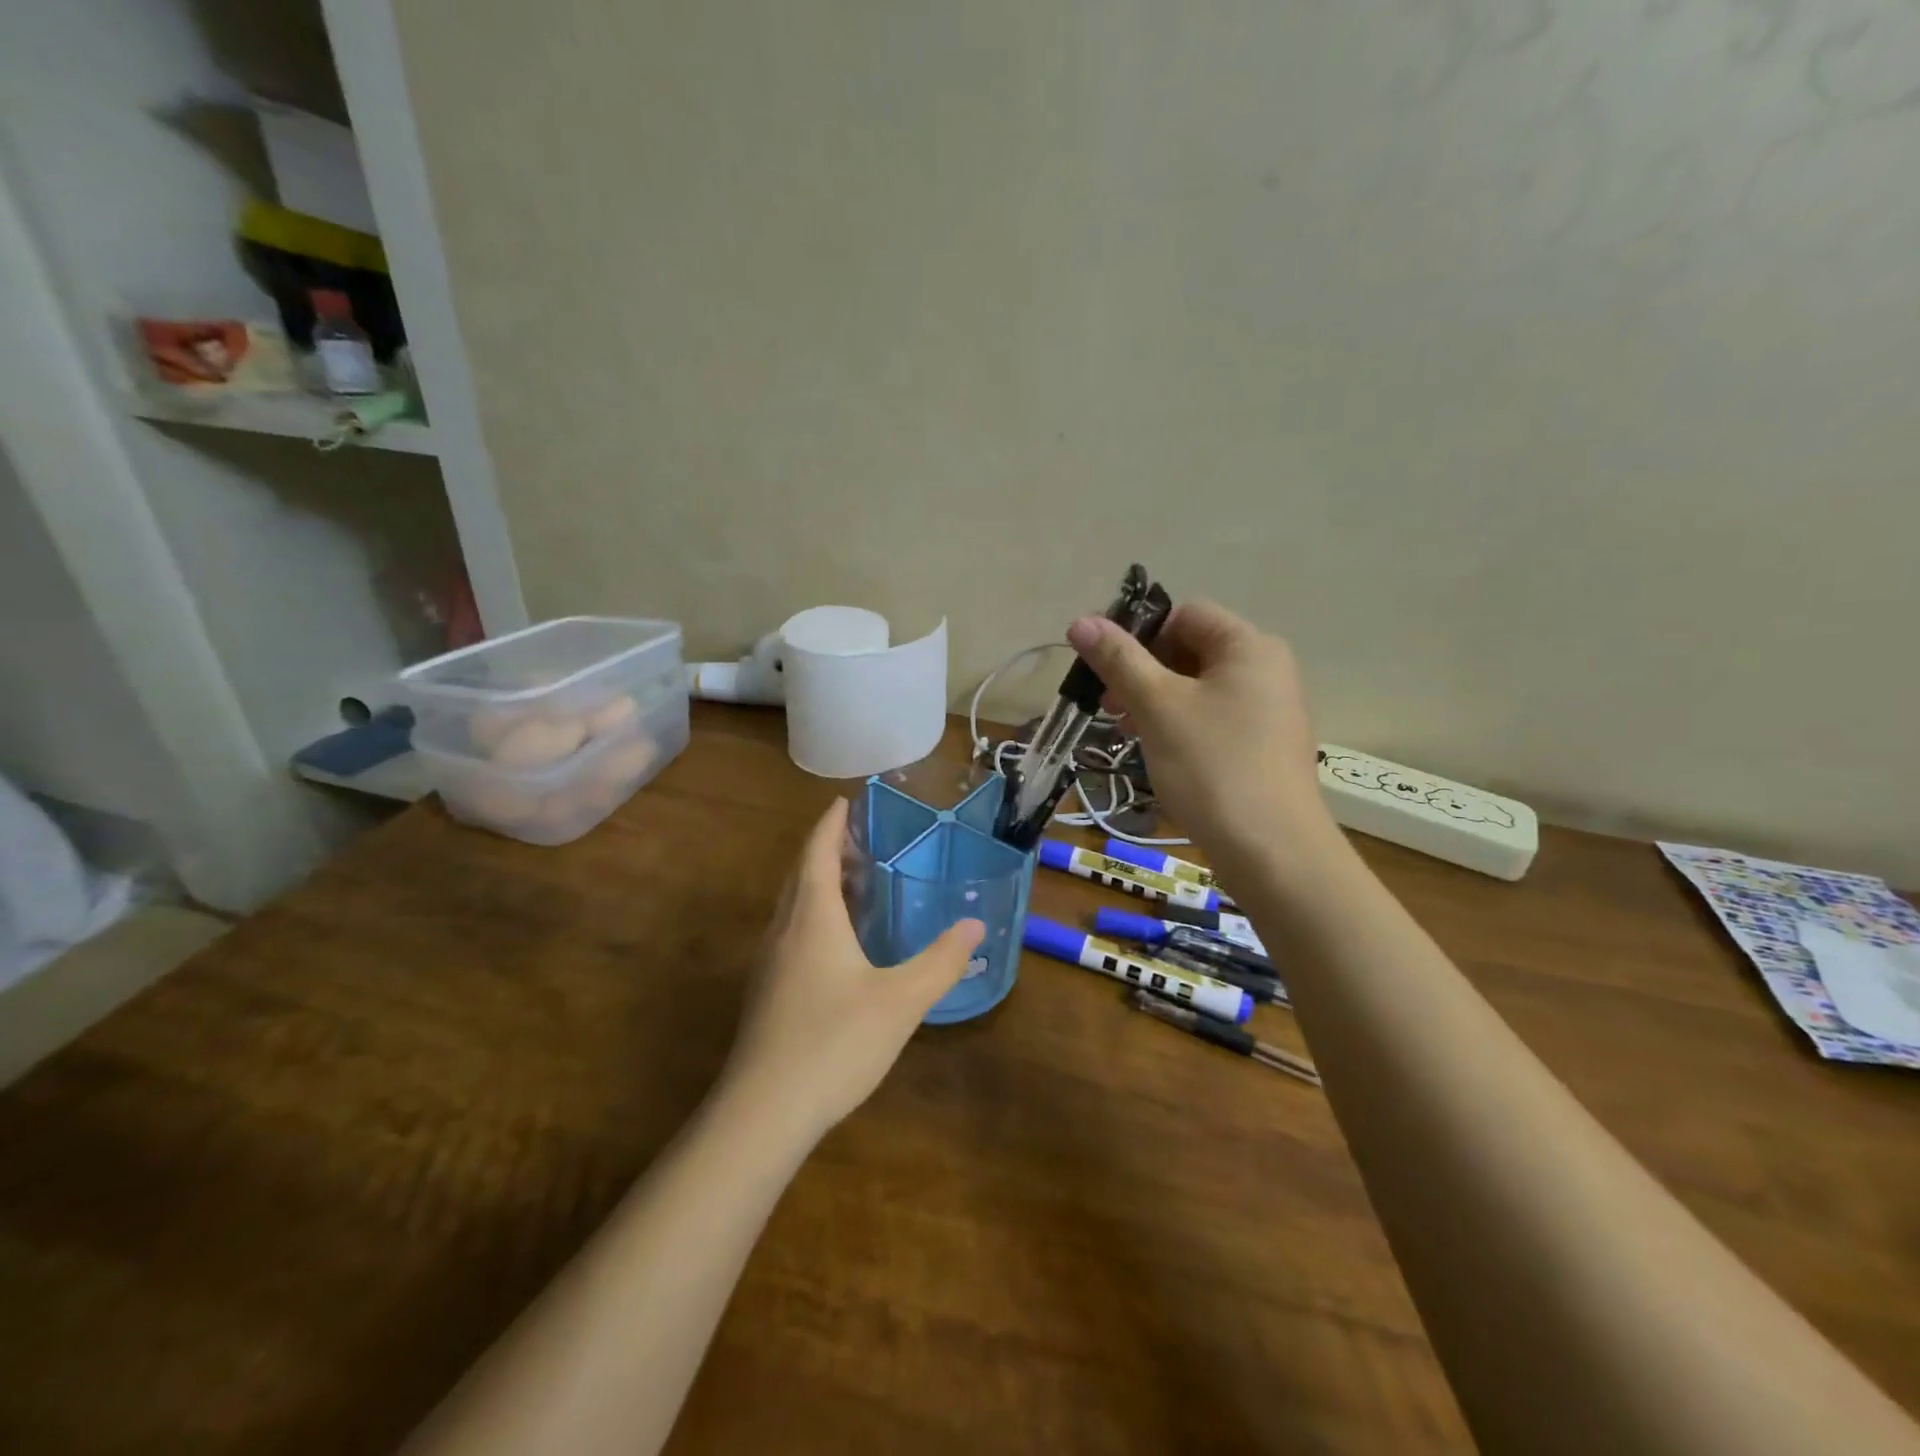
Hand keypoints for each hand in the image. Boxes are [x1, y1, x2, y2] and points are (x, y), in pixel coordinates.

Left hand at [722, 799, 983, 1142]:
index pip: (817, 852)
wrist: (763, 1112)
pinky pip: (791, 931)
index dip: (831, 824)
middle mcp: (785, 930)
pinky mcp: (767, 993)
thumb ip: (940, 961)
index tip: (845, 801)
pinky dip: (814, 914)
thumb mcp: (900, 1001)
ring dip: (819, 881)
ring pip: (793, 904)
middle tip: (861, 837)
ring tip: (854, 880)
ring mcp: (770, 963)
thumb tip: (974, 926)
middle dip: (827, 848)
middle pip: (801, 873)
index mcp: (812, 917)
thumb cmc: (834, 1042)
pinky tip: (837, 941)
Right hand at [1067, 600, 1334, 862]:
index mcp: (1248, 646)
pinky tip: (1160, 753)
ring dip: (1157, 701)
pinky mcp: (1264, 745)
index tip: (1107, 672)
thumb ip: (1118, 660)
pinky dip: (1182, 725)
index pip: (1184, 614)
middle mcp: (1267, 668)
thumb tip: (1080, 621)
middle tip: (1111, 708)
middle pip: (1191, 649)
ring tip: (1129, 733)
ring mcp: (1270, 709)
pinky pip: (1214, 717)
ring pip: (1199, 687)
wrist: (1272, 852)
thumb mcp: (1157, 707)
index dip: (1140, 635)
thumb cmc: (1212, 767)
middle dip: (1145, 672)